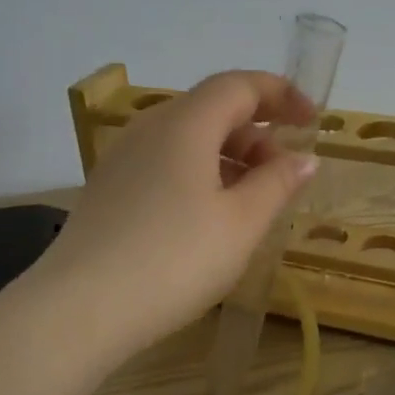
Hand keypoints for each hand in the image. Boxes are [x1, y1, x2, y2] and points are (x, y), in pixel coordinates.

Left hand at [41, 70, 319, 352]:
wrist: (82, 308)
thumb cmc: (175, 260)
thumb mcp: (241, 224)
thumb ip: (277, 184)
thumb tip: (303, 159)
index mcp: (185, 124)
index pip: (238, 85)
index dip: (280, 95)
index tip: (312, 120)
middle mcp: (149, 129)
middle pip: (211, 110)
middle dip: (256, 132)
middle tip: (285, 173)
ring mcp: (123, 159)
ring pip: (186, 139)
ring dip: (228, 157)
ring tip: (252, 200)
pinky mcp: (109, 190)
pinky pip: (164, 164)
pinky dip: (199, 175)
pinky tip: (209, 217)